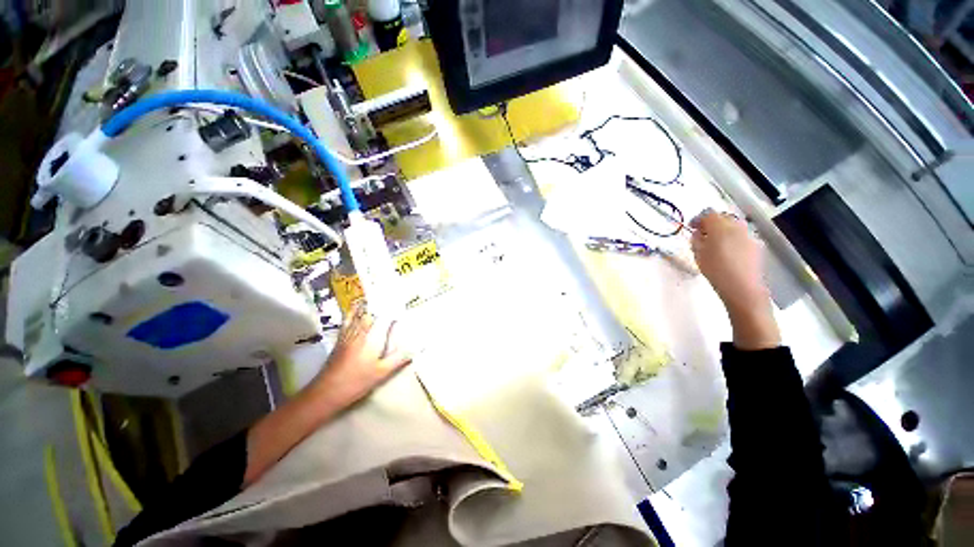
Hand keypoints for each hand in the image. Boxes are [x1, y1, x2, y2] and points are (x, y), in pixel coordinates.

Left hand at [311, 304, 411, 410]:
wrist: (325, 392)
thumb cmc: (356, 382)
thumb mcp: (381, 373)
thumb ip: (399, 358)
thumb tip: (416, 347)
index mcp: (372, 338)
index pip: (385, 317)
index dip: (395, 308)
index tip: (405, 303)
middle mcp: (360, 331)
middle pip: (373, 311)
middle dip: (384, 303)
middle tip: (396, 298)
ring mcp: (349, 333)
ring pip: (360, 312)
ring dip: (371, 304)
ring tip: (381, 297)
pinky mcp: (341, 337)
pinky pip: (348, 318)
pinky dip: (354, 310)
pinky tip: (358, 306)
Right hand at [690, 210, 779, 349]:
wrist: (742, 288)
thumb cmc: (715, 270)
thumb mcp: (698, 254)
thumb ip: (696, 239)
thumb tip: (699, 233)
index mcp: (720, 227)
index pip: (708, 214)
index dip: (697, 219)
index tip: (691, 228)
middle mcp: (737, 226)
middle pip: (722, 217)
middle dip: (711, 223)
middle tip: (701, 234)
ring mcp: (748, 235)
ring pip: (733, 225)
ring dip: (722, 230)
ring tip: (714, 243)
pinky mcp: (755, 245)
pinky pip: (740, 235)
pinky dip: (731, 238)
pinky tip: (726, 251)